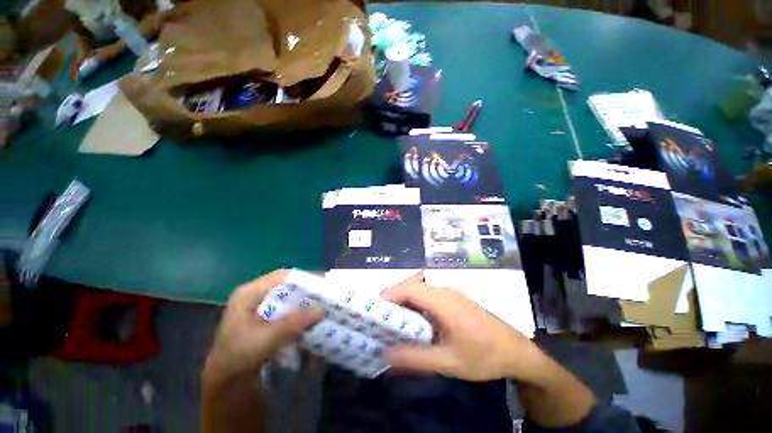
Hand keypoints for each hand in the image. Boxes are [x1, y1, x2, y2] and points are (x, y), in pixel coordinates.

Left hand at [203, 270, 321, 386]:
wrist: (224, 384)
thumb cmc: (238, 358)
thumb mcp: (265, 339)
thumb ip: (293, 323)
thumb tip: (321, 309)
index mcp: (249, 293)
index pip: (281, 276)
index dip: (302, 278)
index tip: (322, 284)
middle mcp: (256, 295)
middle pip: (287, 286)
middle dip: (306, 291)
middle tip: (326, 295)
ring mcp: (261, 307)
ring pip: (289, 298)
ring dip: (305, 302)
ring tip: (323, 305)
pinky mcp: (267, 319)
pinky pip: (288, 309)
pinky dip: (300, 313)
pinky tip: (311, 318)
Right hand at [381, 274, 546, 381]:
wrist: (516, 351)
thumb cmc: (483, 356)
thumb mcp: (448, 362)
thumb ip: (416, 358)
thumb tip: (386, 354)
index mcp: (443, 301)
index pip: (409, 289)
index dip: (390, 295)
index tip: (373, 308)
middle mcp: (445, 291)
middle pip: (412, 286)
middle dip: (394, 298)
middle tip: (380, 317)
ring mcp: (451, 293)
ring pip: (420, 290)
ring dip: (405, 301)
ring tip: (393, 320)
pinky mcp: (454, 299)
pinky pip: (429, 296)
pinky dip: (416, 304)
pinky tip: (415, 321)